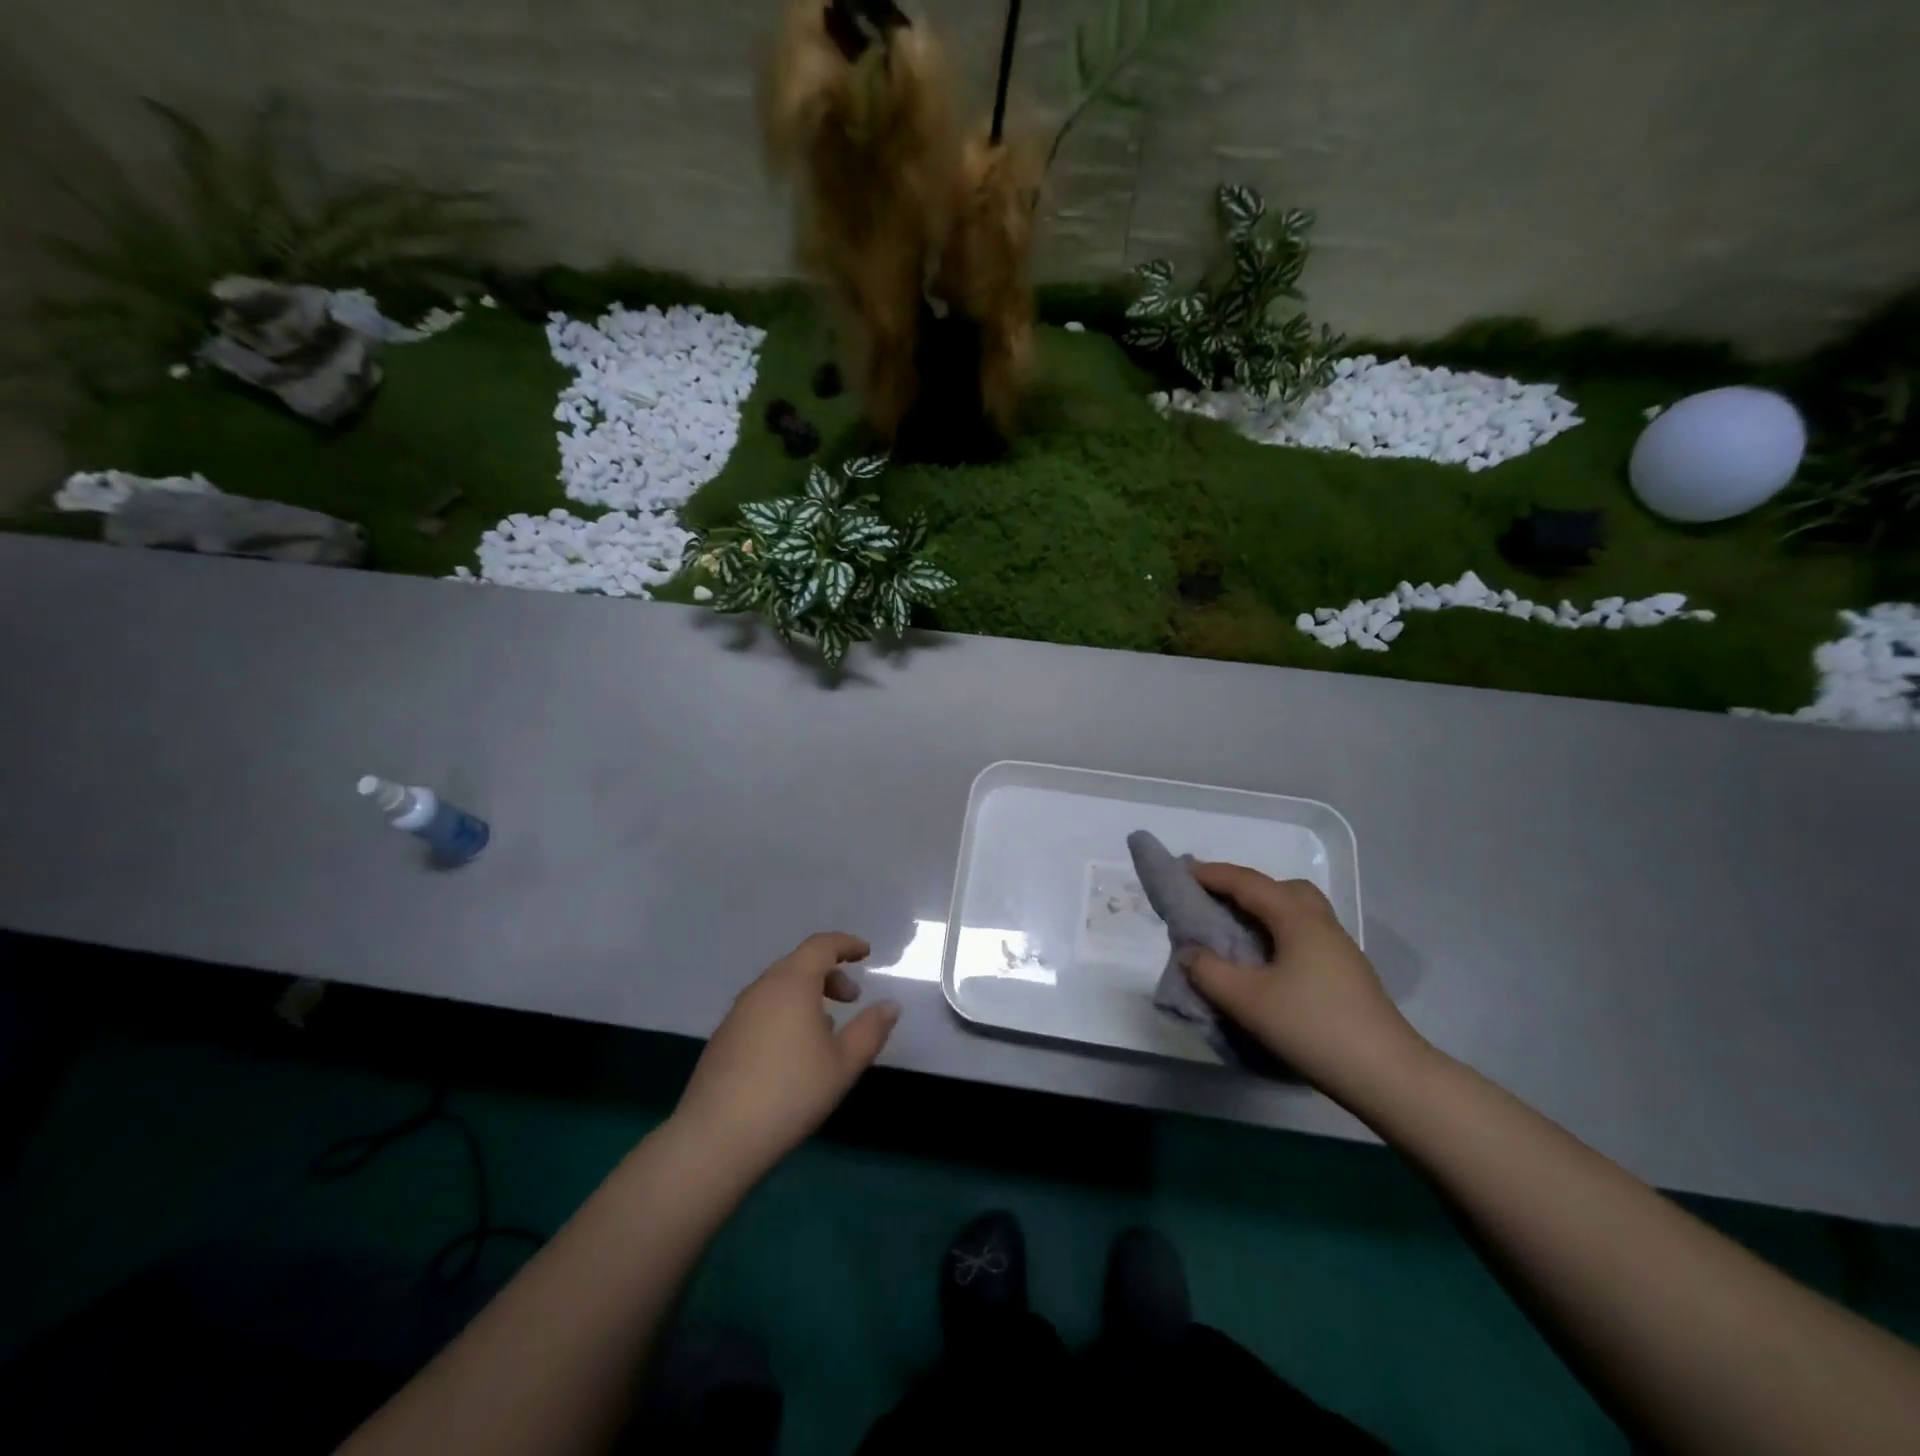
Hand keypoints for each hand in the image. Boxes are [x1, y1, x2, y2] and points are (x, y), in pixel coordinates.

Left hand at [673, 932, 900, 1177]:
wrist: (716, 1137)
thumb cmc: (790, 1093)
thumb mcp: (843, 1064)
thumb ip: (870, 1030)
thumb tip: (890, 1005)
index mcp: (792, 983)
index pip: (821, 945)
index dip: (846, 944)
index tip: (866, 953)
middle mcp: (762, 988)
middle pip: (799, 963)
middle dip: (830, 973)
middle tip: (852, 999)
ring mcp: (738, 1012)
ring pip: (779, 986)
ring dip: (807, 994)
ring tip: (826, 1027)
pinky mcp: (724, 1036)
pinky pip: (763, 1007)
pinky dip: (786, 1011)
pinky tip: (793, 1050)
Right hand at [1182, 864, 1424, 1096]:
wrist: (1387, 1076)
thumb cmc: (1313, 1027)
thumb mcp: (1247, 1001)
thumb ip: (1209, 972)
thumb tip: (1188, 952)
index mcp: (1297, 918)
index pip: (1247, 883)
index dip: (1212, 875)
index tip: (1181, 872)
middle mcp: (1321, 923)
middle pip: (1280, 888)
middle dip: (1243, 886)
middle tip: (1213, 899)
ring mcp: (1339, 948)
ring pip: (1297, 911)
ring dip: (1264, 909)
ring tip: (1236, 928)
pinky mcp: (1346, 972)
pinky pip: (1304, 933)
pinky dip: (1278, 931)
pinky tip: (1266, 960)